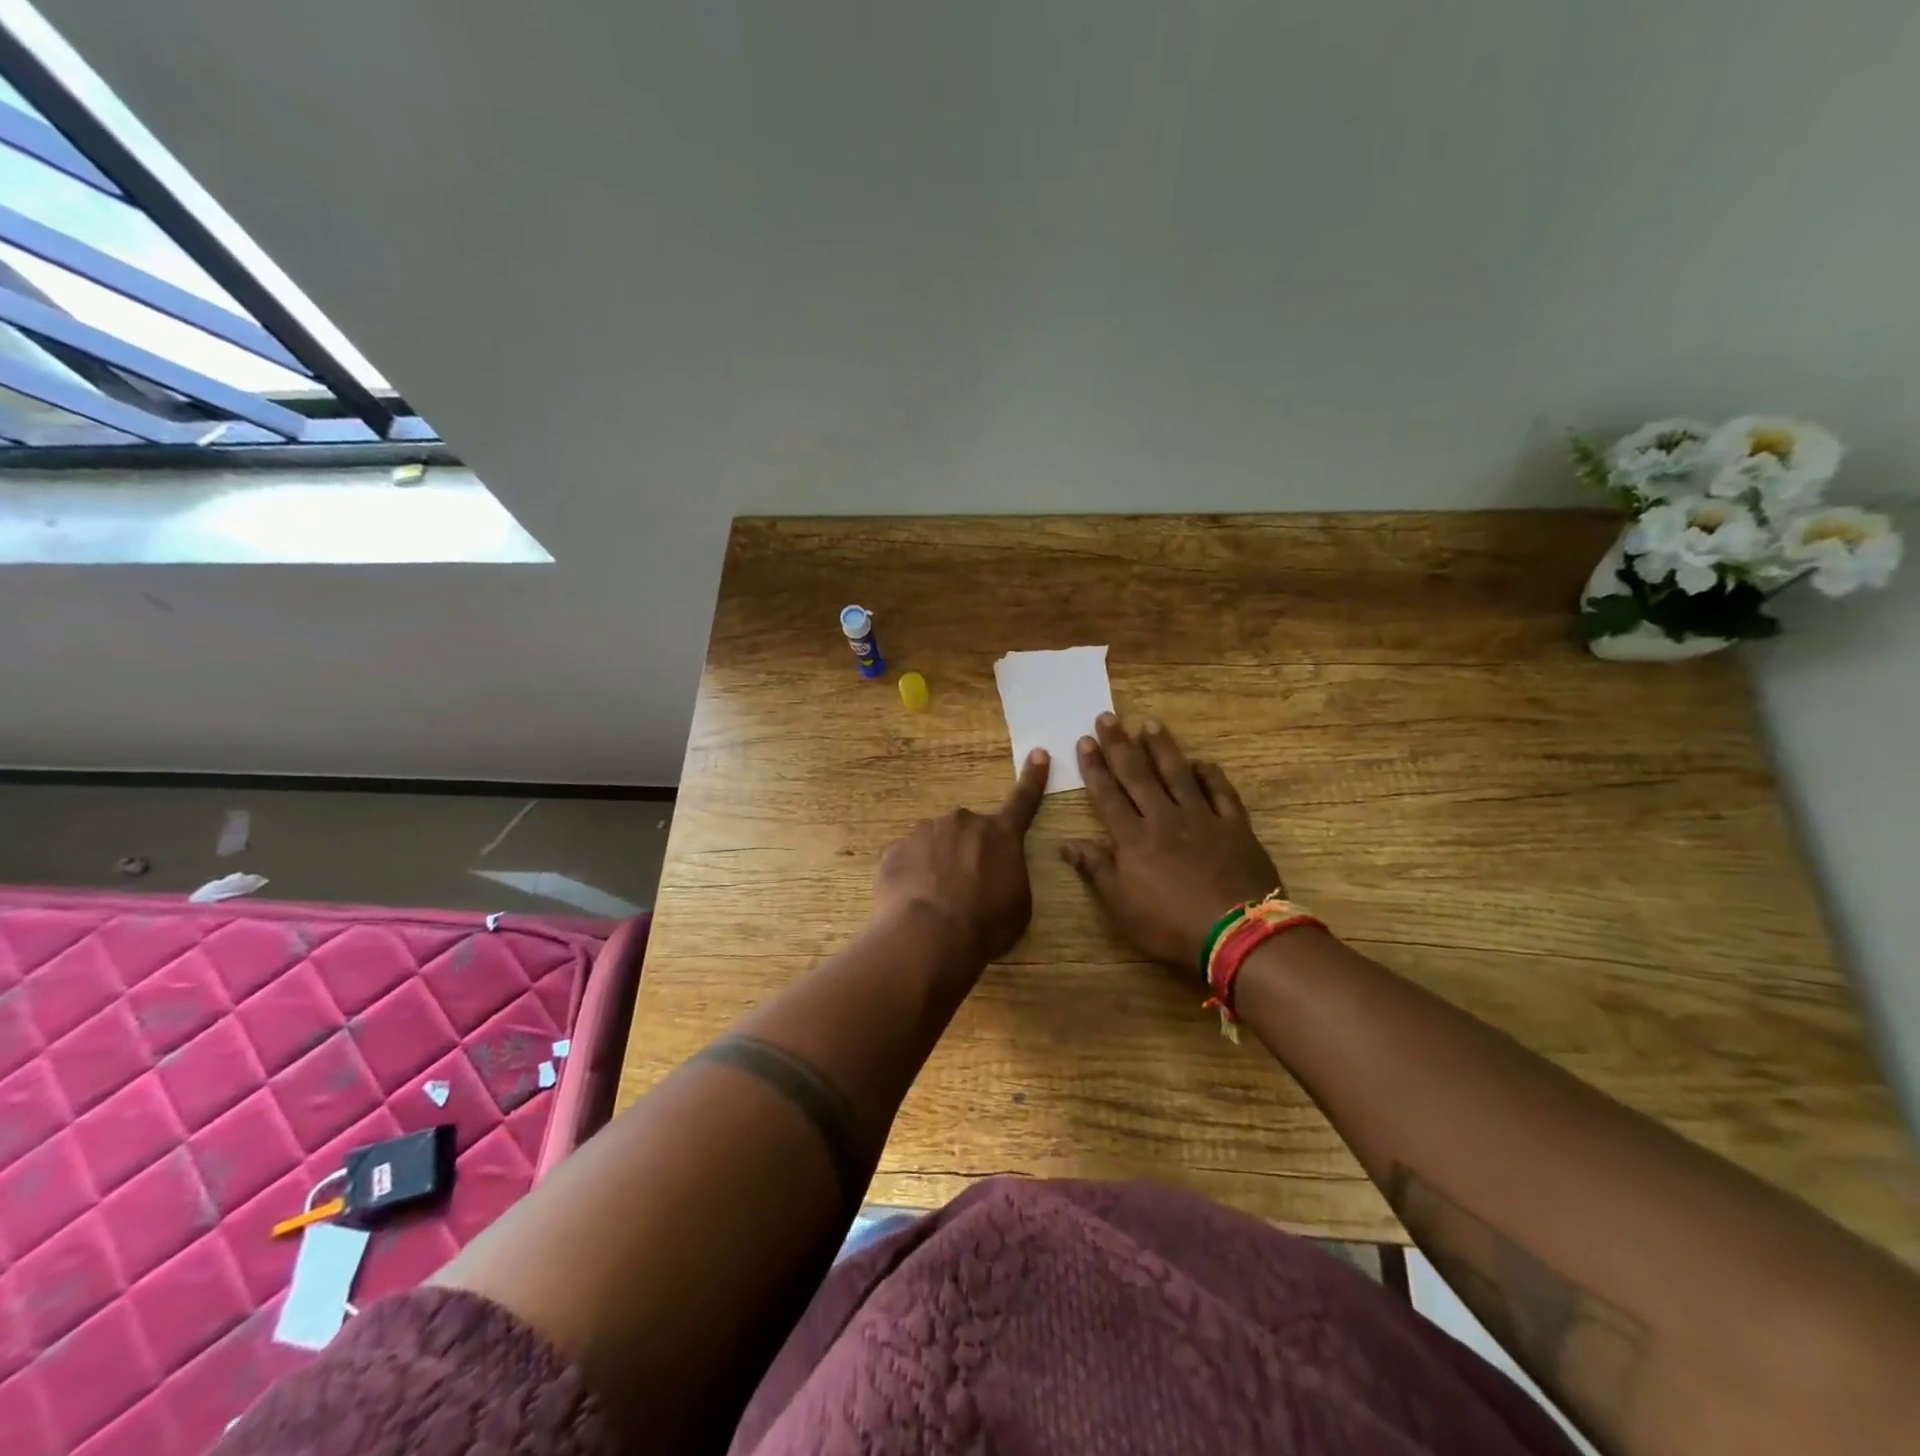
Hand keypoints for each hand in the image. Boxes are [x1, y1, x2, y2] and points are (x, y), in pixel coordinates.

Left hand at [874, 748, 1050, 967]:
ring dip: (937, 863)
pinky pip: (908, 859)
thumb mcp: (1018, 903)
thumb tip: (997, 869)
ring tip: (936, 901)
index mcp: (1001, 834)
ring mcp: (925, 832)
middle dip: (968, 852)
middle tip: (965, 889)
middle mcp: (963, 822)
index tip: (1039, 753)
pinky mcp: (895, 849)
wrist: (930, 935)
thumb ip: (1010, 874)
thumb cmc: (986, 923)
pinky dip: (912, 875)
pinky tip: (913, 901)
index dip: (1033, 778)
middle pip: (969, 832)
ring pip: (936, 843)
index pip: (1023, 801)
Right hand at [1062, 715, 1281, 974]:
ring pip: (1178, 774)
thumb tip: (1066, 844)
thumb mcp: (1122, 907)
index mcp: (1133, 838)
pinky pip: (1221, 792)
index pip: (1108, 794)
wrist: (1237, 934)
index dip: (1094, 767)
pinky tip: (1201, 762)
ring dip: (1162, 748)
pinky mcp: (1235, 826)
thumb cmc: (1171, 926)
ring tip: (1150, 724)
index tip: (1085, 741)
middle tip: (1108, 717)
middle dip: (1120, 744)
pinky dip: (1210, 774)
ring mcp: (1202, 818)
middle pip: (1138, 774)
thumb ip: (1095, 871)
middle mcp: (1164, 818)